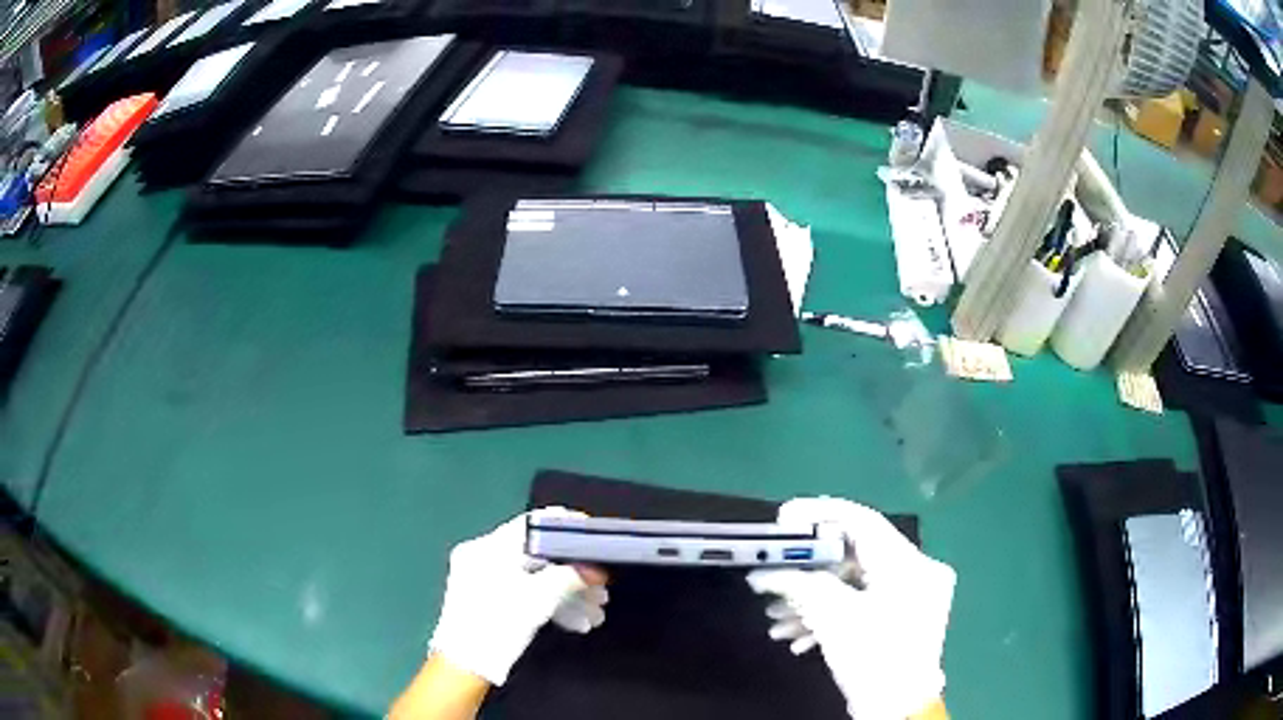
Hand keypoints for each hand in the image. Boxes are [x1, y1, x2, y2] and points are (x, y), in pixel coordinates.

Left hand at [428, 508, 608, 685]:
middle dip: (573, 575)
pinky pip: (521, 593)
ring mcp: (481, 580)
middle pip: (536, 557)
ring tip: (593, 615)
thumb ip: (570, 576)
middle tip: (601, 591)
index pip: (531, 524)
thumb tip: (596, 569)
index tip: (592, 535)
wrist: (466, 666)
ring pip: (532, 579)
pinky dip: (546, 604)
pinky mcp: (485, 602)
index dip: (565, 527)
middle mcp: (481, 557)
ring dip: (565, 595)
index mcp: (487, 547)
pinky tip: (573, 622)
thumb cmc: (499, 624)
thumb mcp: (540, 598)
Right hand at [747, 498, 954, 719]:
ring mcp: (913, 596)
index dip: (820, 514)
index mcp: (908, 564)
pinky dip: (833, 615)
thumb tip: (764, 574)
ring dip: (815, 600)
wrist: (897, 710)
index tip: (784, 516)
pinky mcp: (904, 618)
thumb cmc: (873, 658)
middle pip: (855, 557)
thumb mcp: (833, 617)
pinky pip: (864, 603)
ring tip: (776, 620)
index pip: (862, 521)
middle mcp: (917, 572)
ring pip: (856, 584)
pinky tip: (798, 637)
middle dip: (809, 573)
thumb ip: (799, 585)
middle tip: (773, 580)